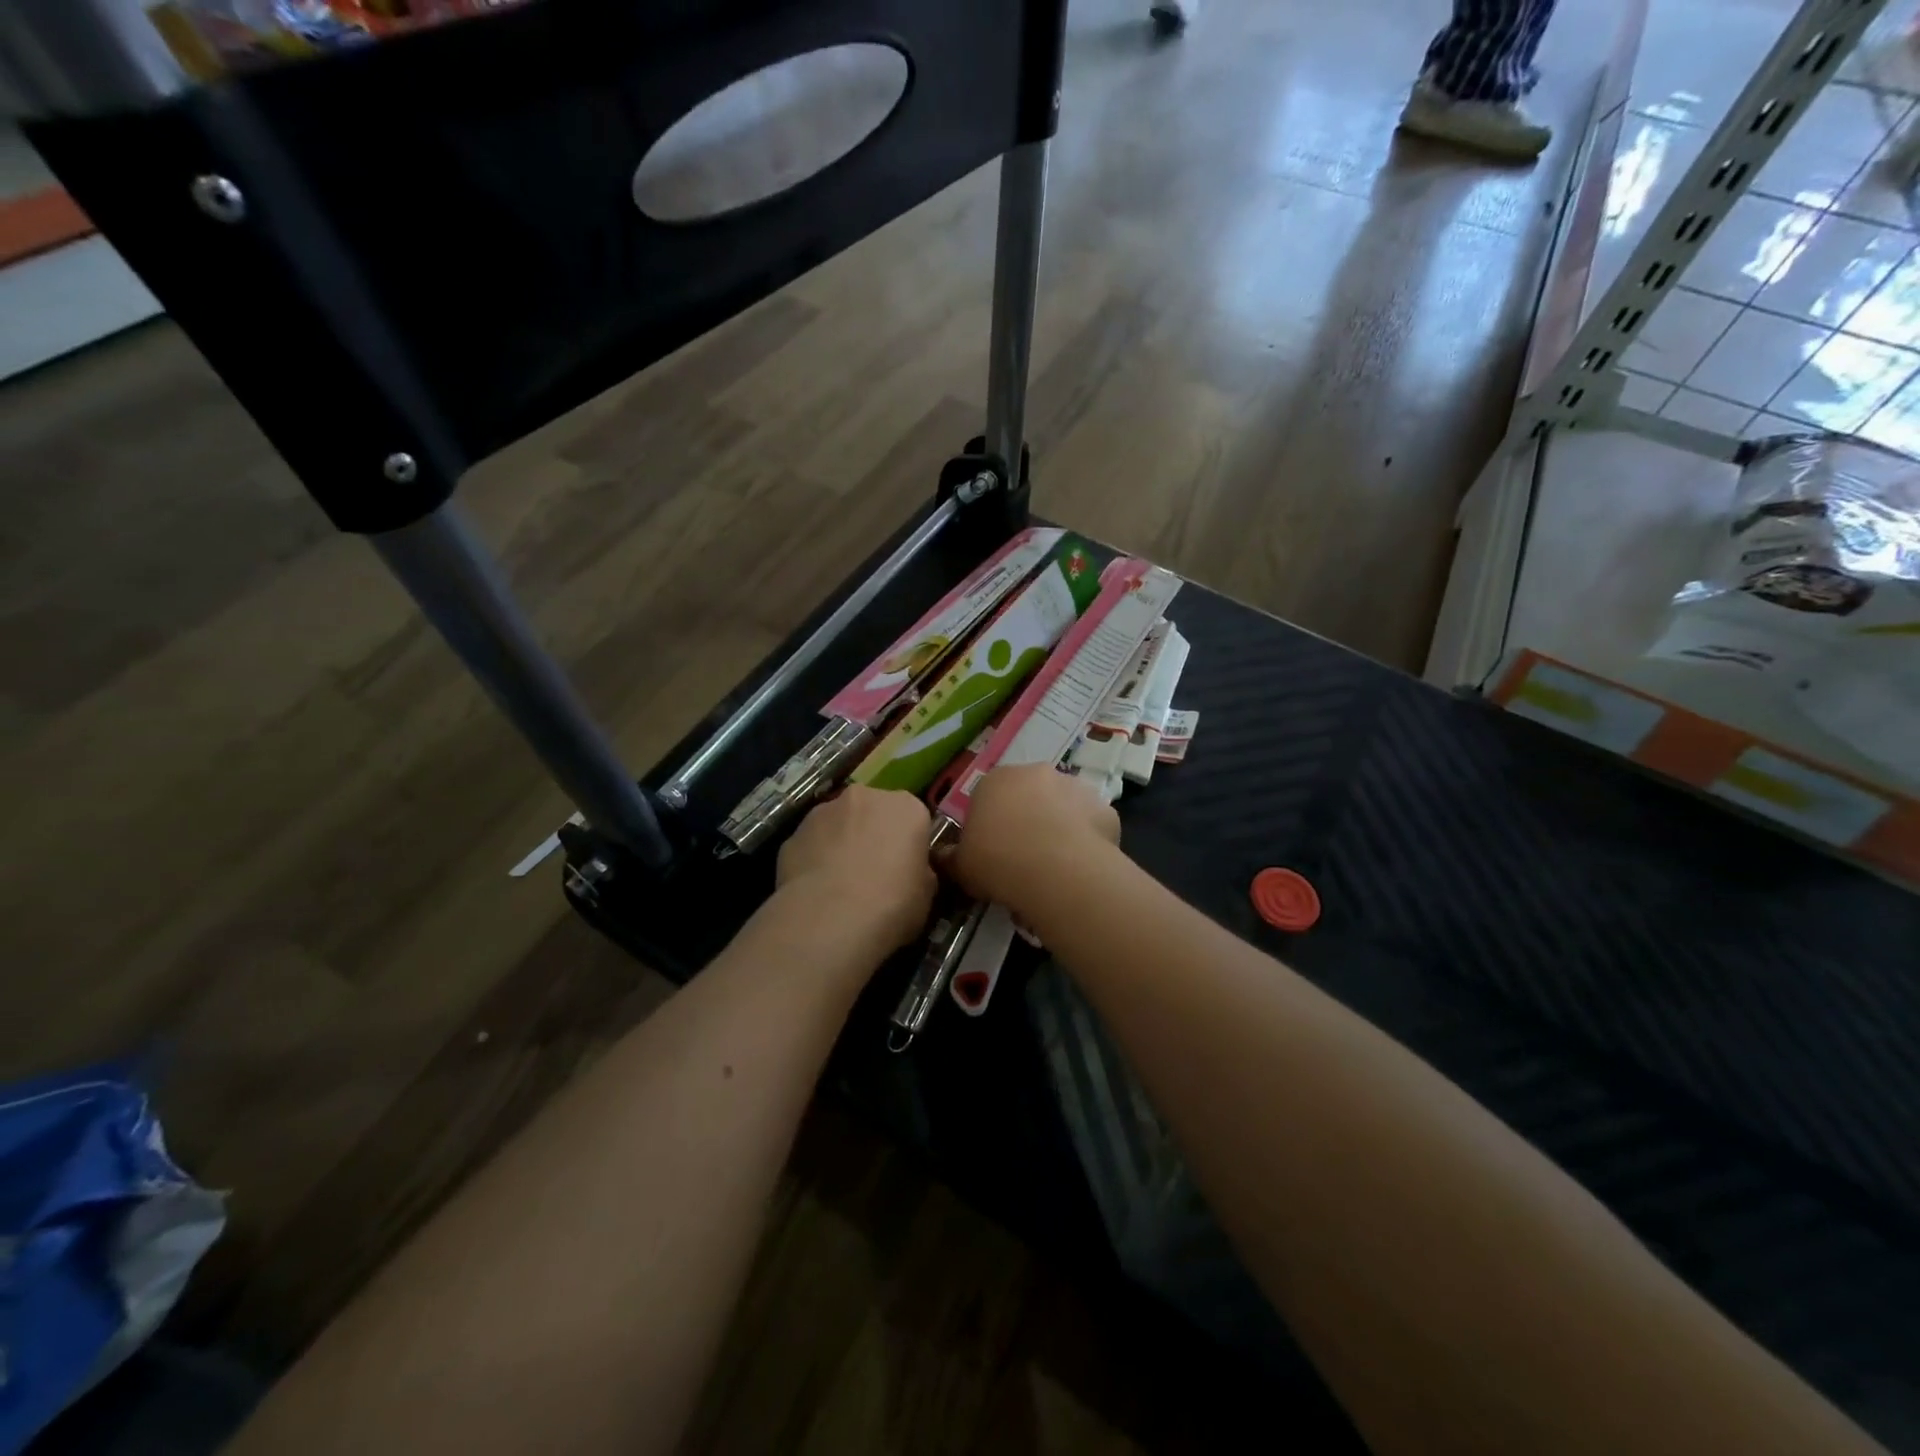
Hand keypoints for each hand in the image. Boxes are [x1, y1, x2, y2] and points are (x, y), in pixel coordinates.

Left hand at [777, 787, 936, 952]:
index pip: (913, 818)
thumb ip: (920, 872)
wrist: (830, 918)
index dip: (909, 844)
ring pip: (838, 823)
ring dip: (841, 842)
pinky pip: (811, 843)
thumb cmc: (892, 904)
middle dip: (873, 834)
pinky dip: (814, 859)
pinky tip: (815, 891)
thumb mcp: (926, 894)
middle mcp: (866, 797)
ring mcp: (824, 810)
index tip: (906, 868)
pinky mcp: (794, 832)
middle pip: (874, 812)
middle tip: (873, 872)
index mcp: (907, 807)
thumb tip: (911, 872)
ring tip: (839, 884)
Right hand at [942, 764, 1119, 914]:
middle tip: (1023, 858)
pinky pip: (1091, 825)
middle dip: (1027, 820)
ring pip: (1063, 807)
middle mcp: (1037, 773)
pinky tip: (1079, 868)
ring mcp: (1075, 787)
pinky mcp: (1105, 808)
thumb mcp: (961, 866)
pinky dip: (1086, 841)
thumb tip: (940, 857)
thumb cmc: (997, 860)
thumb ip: (950, 858)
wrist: (1057, 870)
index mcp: (996, 779)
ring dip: (1059, 827)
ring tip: (1053, 867)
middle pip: (1029, 796)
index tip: (991, 851)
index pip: (988, 796)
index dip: (990, 824)